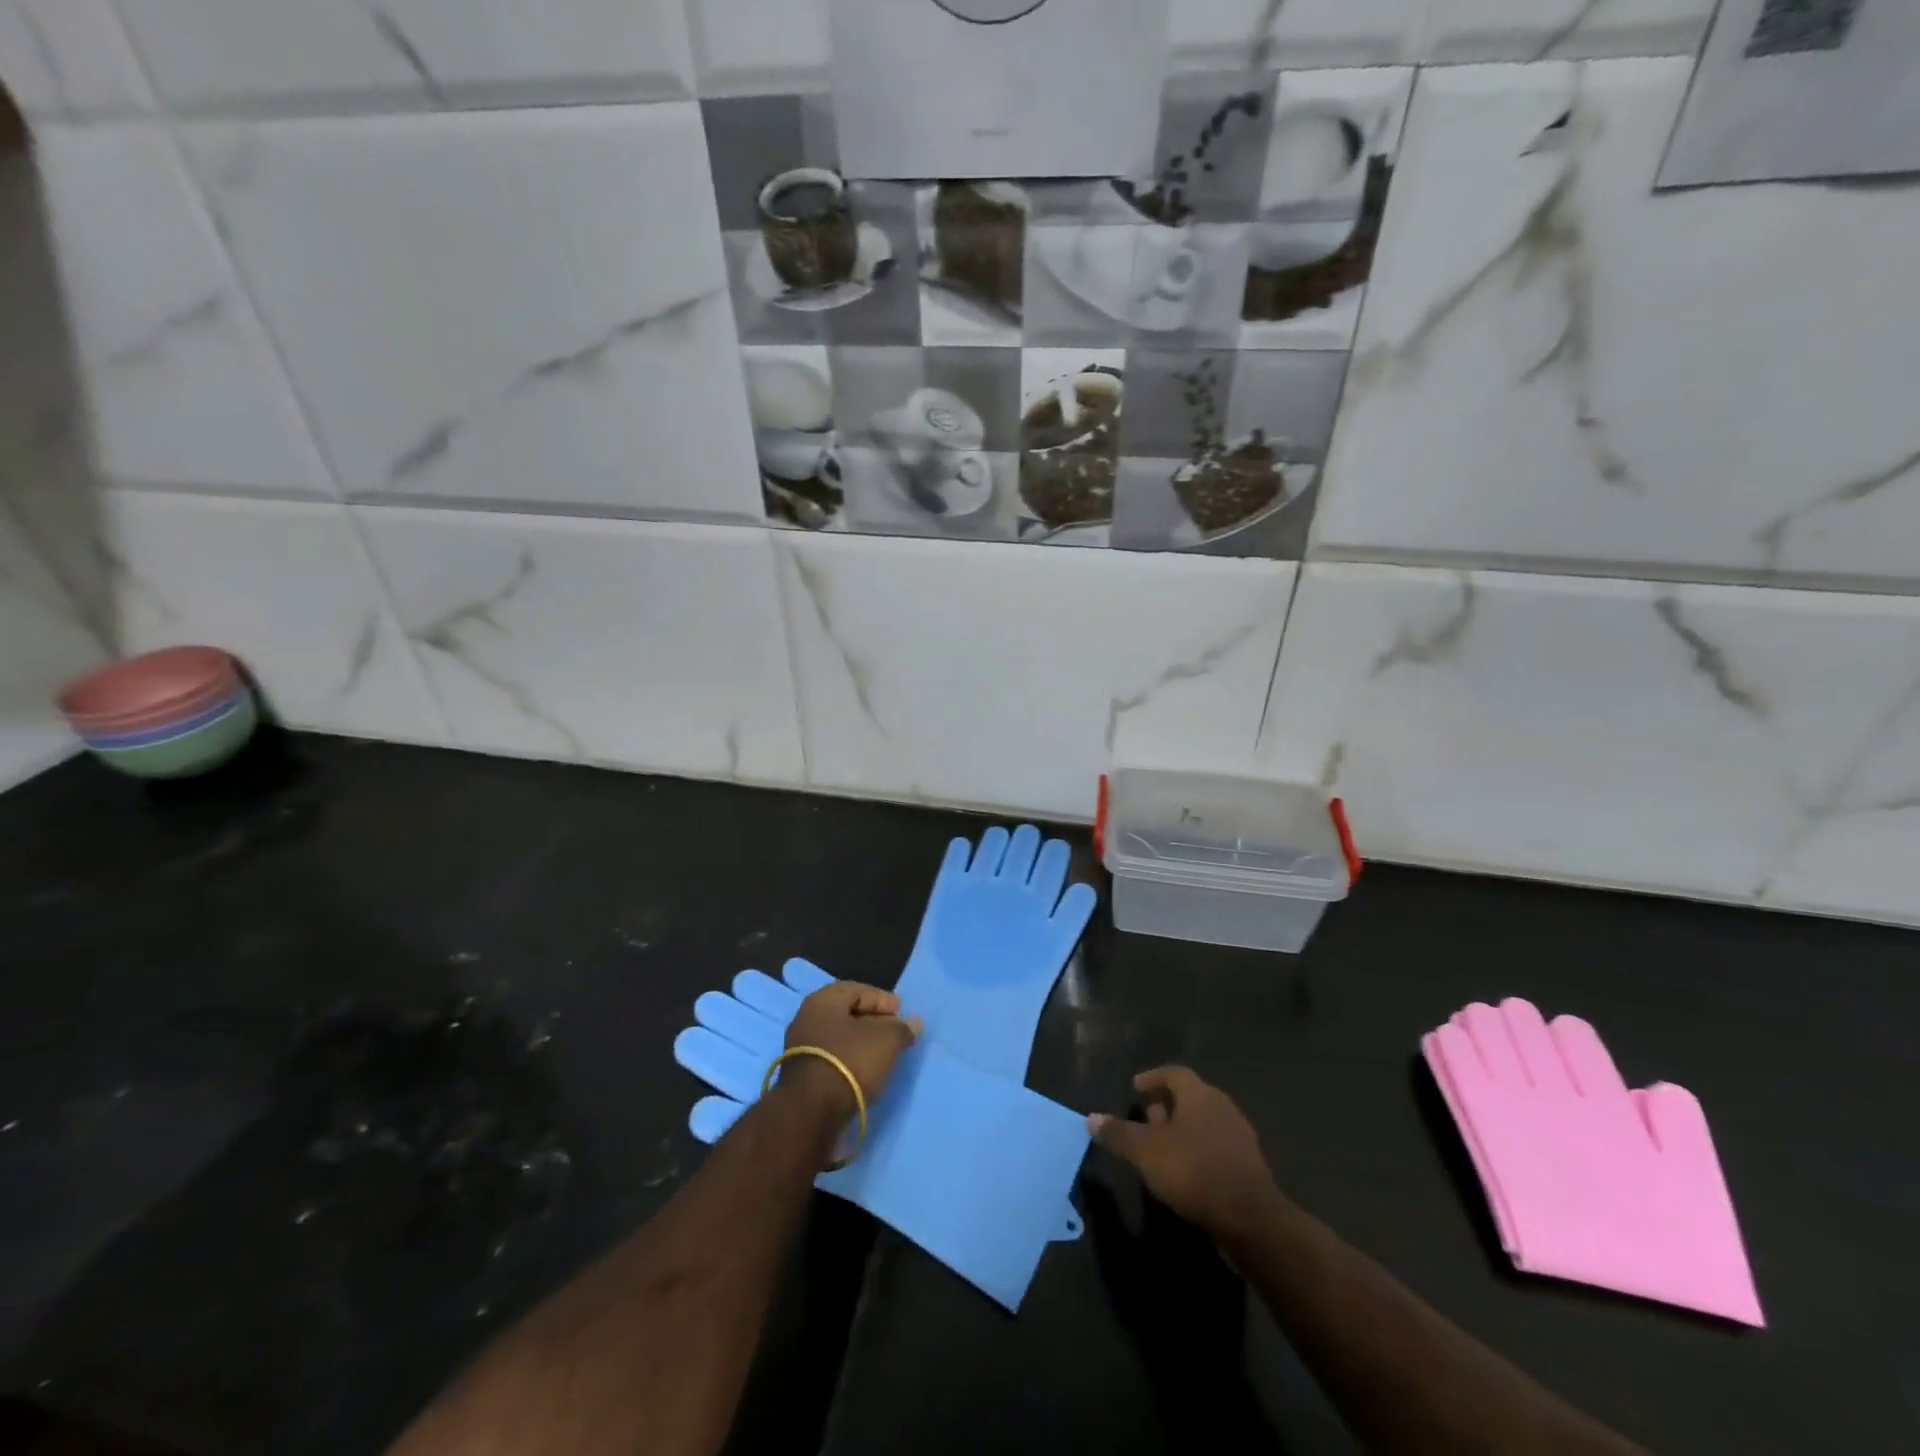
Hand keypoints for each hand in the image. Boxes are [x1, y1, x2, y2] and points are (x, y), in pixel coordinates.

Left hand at [781, 982, 921, 1121]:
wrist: (812, 1111)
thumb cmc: (850, 1061)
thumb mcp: (886, 1040)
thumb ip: (902, 1029)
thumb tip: (914, 1023)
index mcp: (823, 1001)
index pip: (857, 990)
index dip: (882, 999)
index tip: (901, 1012)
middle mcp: (807, 1019)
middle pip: (846, 1014)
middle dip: (873, 1021)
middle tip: (895, 1032)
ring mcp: (801, 1050)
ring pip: (839, 1039)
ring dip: (862, 1044)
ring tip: (885, 1054)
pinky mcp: (802, 1077)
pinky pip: (832, 1059)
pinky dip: (851, 1061)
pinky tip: (867, 1072)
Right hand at [1089, 1067, 1280, 1239]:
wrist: (1251, 1219)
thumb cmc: (1193, 1170)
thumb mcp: (1145, 1151)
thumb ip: (1119, 1133)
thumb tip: (1092, 1118)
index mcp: (1199, 1094)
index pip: (1174, 1073)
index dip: (1153, 1078)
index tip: (1136, 1088)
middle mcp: (1222, 1107)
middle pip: (1191, 1097)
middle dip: (1166, 1106)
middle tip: (1145, 1118)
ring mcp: (1239, 1136)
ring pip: (1204, 1123)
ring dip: (1182, 1130)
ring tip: (1161, 1148)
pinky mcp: (1248, 1166)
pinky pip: (1216, 1147)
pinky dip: (1198, 1151)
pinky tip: (1185, 1172)